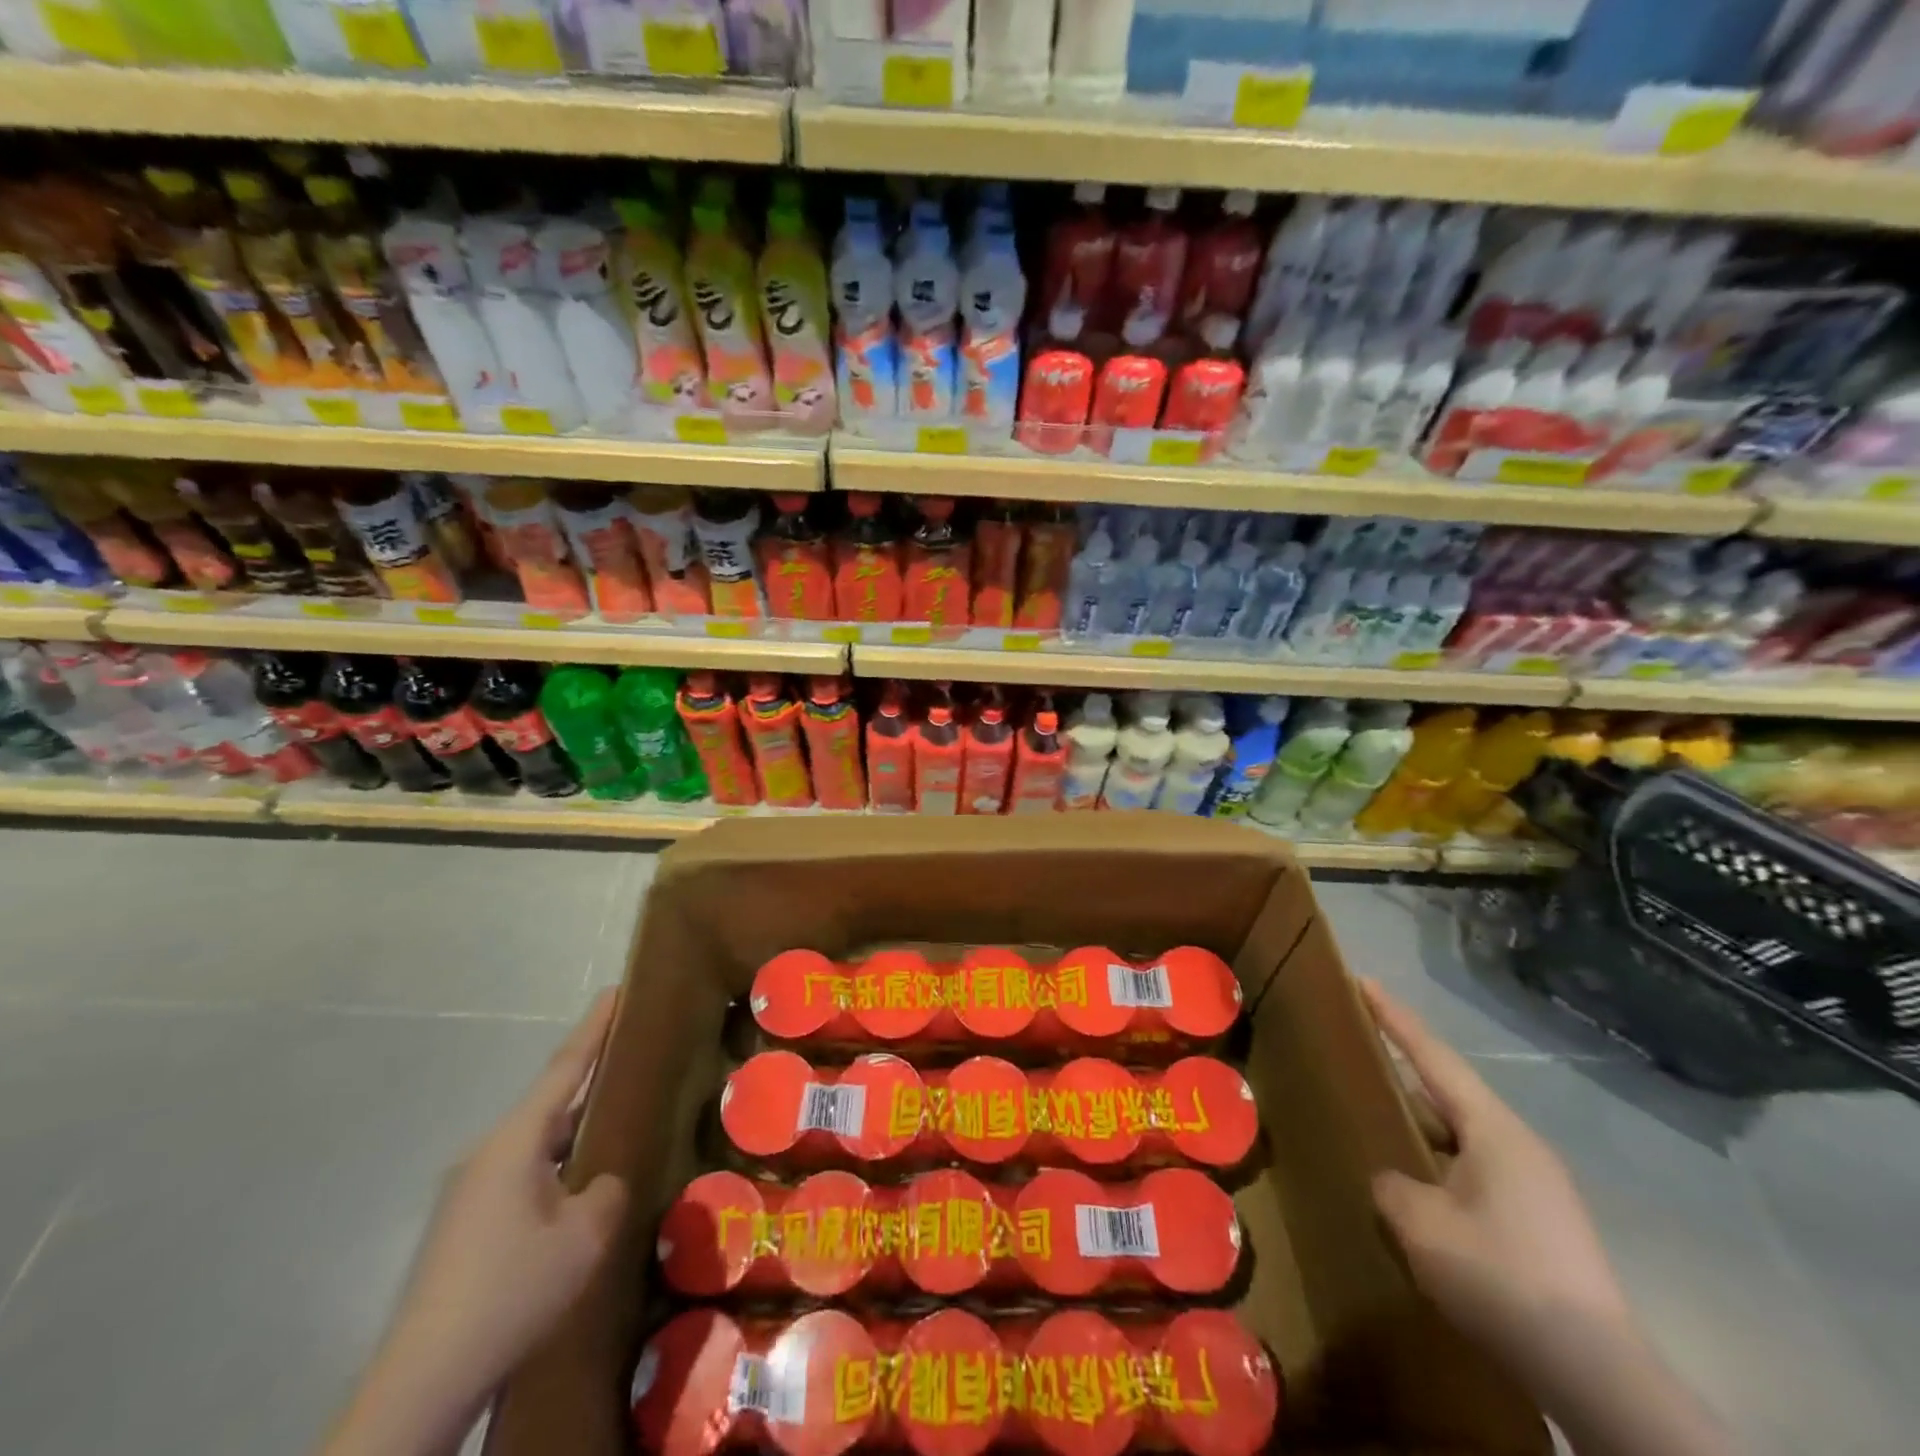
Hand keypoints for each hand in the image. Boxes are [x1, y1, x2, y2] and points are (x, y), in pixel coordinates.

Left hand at [322, 992, 627, 1455]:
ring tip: (613, 1132)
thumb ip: (606, 1191)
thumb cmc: (512, 1289)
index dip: (594, 1029)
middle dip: (590, 1083)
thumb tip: (599, 1183)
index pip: (563, 1069)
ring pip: (535, 1145)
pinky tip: (574, 1196)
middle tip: (631, 1064)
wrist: (423, 1380)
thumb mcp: (584, 1236)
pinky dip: (554, 1169)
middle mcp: (486, 1154)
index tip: (614, 990)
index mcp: (514, 1142)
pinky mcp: (462, 1226)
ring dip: (573, 1134)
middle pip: (549, 1105)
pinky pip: (521, 1176)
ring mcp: (468, 1191)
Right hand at [1363, 981, 1631, 1366]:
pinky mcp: (1542, 1224)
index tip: (1364, 982)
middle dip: (1405, 1073)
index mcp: (1494, 1130)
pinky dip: (1441, 1164)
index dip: (1395, 1018)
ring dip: (1422, 1127)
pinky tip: (1419, 1189)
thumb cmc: (1500, 1275)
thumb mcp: (1421, 1224)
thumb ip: (1391, 1185)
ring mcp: (1537, 1186)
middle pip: (1450, 1093)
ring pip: (1463, 1136)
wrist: (1595, 1372)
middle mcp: (1520, 1146)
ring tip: (1381, 1125)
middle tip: (1361, 1056)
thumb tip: (1394, 1180)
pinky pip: (1476, 1171)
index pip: (1434, 1057)